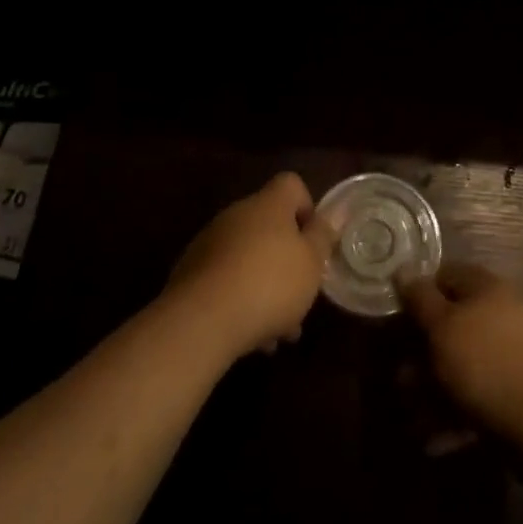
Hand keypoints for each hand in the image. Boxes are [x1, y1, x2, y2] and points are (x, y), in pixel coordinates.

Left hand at [166, 173, 334, 359]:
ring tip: (281, 332)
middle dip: (288, 260)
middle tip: (301, 295)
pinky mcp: (191, 273)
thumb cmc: (269, 284)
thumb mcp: (311, 263)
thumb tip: (330, 214)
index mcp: (268, 204)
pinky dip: (242, 301)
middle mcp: (237, 214)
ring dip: (266, 287)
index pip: (291, 184)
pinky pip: (226, 280)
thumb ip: (322, 236)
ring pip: (249, 258)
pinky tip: (253, 338)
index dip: (307, 208)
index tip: (314, 243)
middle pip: (270, 226)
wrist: (202, 320)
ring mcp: (211, 243)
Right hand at [399, 262, 522, 444]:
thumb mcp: (442, 326)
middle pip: (451, 323)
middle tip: (400, 379)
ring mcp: (510, 354)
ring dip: (432, 388)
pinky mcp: (514, 393)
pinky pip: (475, 395)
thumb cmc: (485, 362)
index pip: (445, 275)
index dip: (418, 292)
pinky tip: (432, 439)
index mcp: (486, 288)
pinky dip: (453, 413)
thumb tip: (403, 269)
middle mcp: (500, 314)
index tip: (397, 317)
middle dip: (421, 352)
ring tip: (411, 417)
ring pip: (460, 364)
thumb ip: (420, 298)